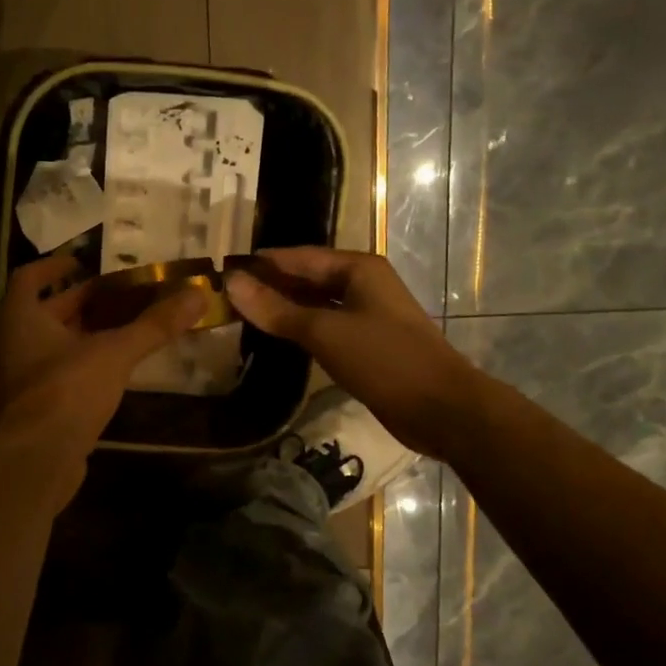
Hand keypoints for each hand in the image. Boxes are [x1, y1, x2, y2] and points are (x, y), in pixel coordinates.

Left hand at [0, 251, 206, 462]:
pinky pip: (64, 371)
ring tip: (130, 322)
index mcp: (21, 318)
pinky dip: (88, 362)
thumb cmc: (67, 390)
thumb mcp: (114, 352)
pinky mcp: (40, 406)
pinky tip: (119, 365)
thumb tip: (197, 293)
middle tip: (125, 291)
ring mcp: (26, 378)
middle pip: (49, 311)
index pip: (29, 278)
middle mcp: (16, 343)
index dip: (55, 266)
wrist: (38, 460)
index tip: (84, 261)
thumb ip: (154, 324)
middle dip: (85, 300)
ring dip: (89, 332)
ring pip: (58, 343)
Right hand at [225, 247, 470, 458]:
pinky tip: (277, 336)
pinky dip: (301, 328)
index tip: (224, 269)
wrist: (441, 409)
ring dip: (284, 307)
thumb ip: (276, 309)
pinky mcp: (367, 343)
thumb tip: (232, 282)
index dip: (263, 262)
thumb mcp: (324, 332)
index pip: (299, 256)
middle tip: (227, 294)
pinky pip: (326, 327)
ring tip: (242, 314)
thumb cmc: (384, 360)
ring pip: (316, 304)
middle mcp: (363, 284)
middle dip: (271, 284)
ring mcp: (367, 314)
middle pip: (308, 277)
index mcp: (358, 268)